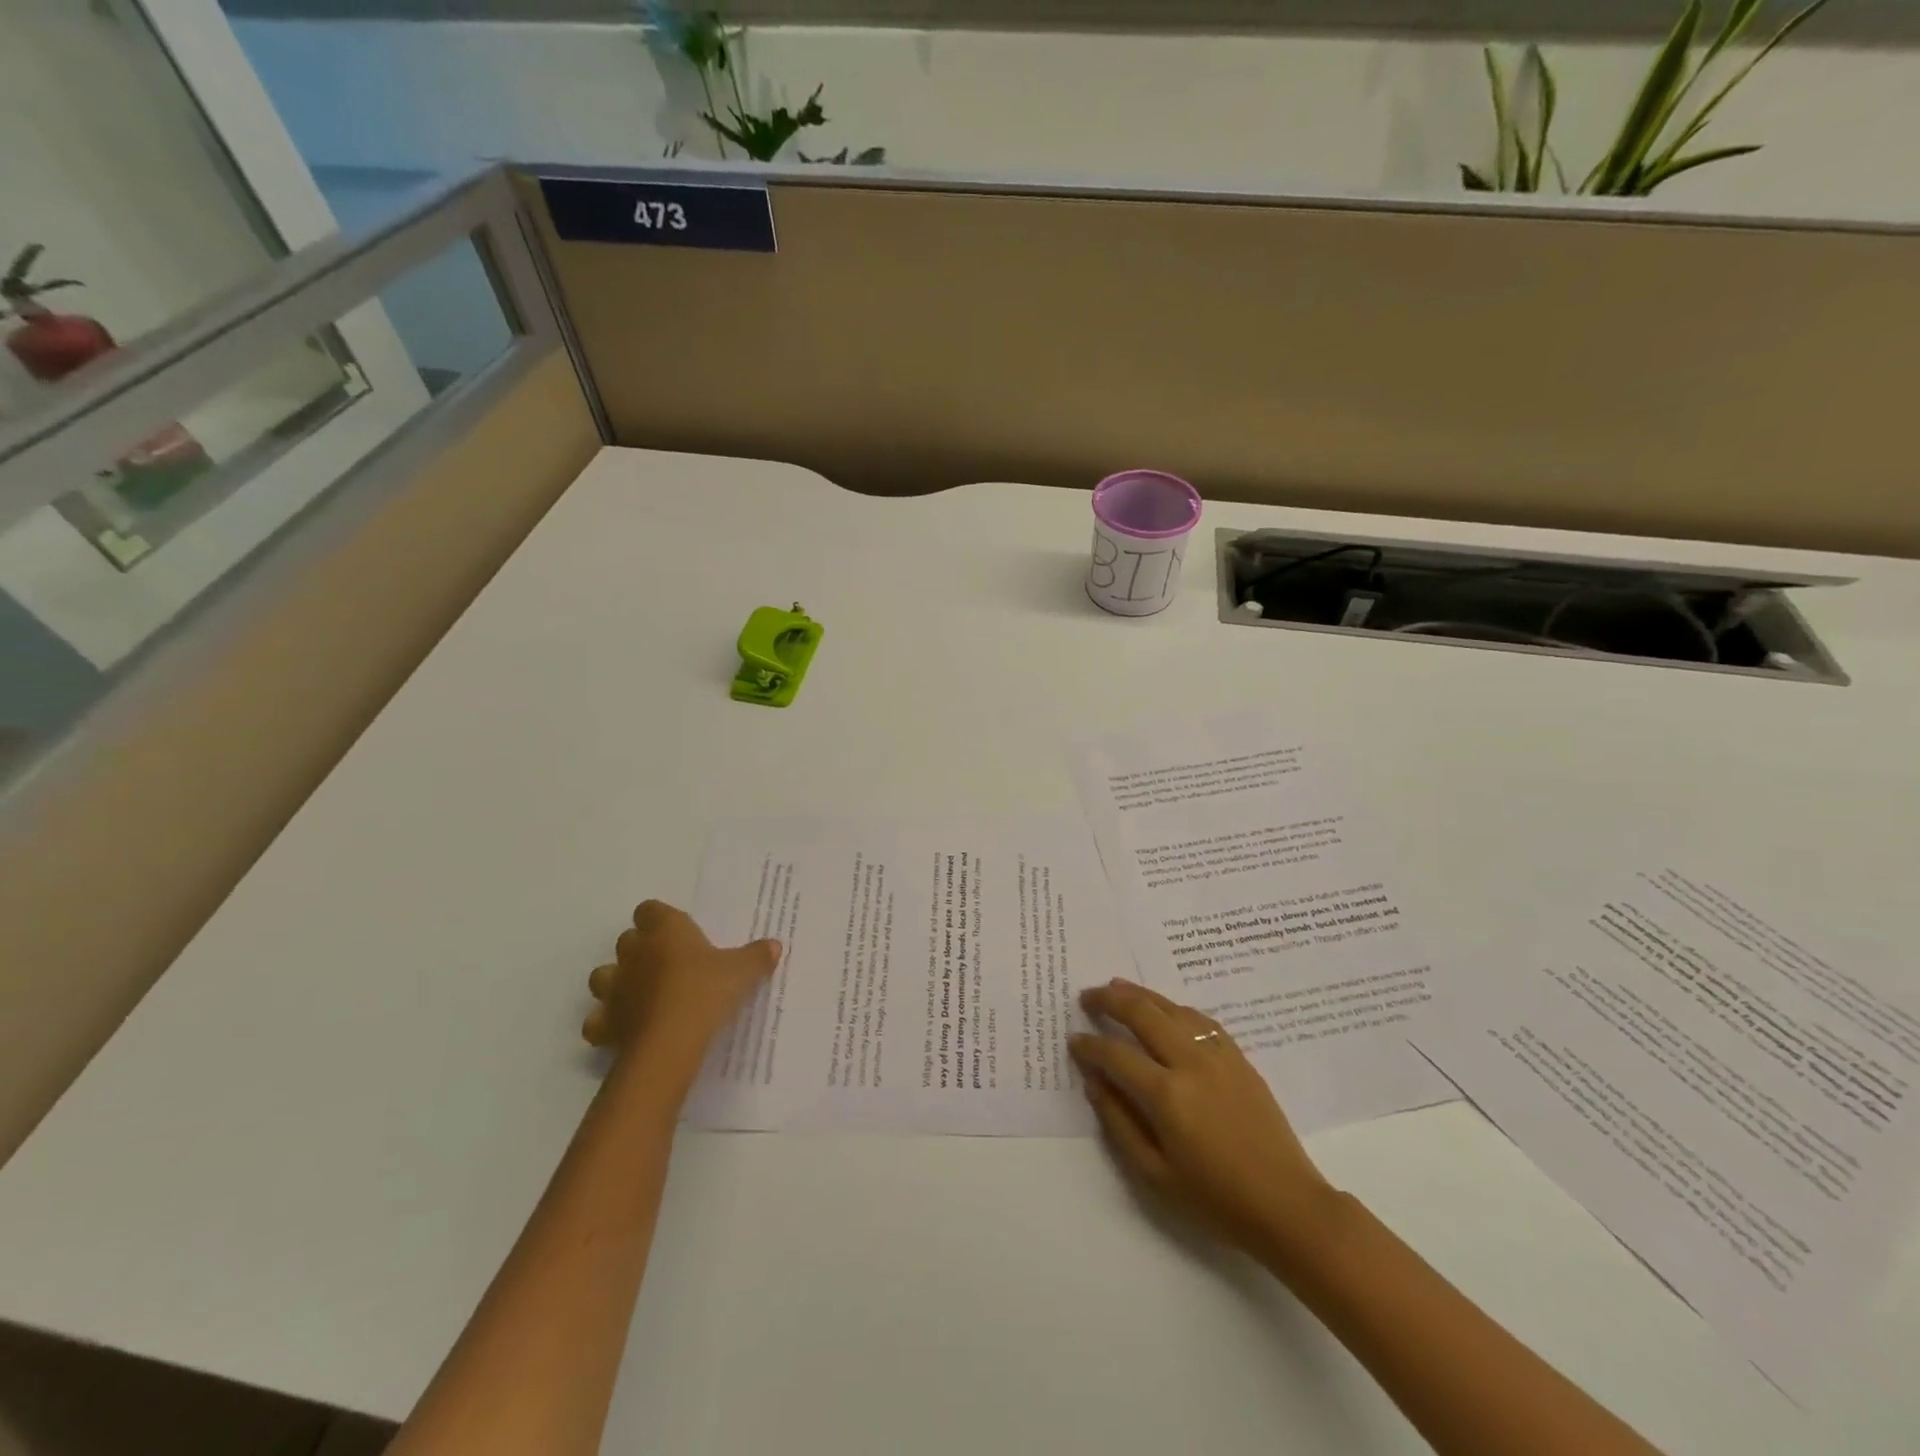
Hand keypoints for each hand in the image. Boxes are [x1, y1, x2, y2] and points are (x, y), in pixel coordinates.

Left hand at [584, 902, 780, 1072]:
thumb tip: (774, 945)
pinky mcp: (606, 1024)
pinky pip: (598, 1019)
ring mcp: (615, 989)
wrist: (670, 1042)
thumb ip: (757, 956)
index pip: (650, 909)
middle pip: (627, 940)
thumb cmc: (706, 991)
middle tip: (667, 963)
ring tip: (640, 993)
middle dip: (641, 949)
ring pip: (603, 975)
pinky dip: (608, 1022)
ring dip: (618, 981)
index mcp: (665, 931)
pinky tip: (626, 1027)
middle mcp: (634, 953)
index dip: (660, 918)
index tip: (677, 931)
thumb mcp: (743, 971)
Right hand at [1070, 979, 1337, 1262]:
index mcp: (1167, 1095)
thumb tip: (1094, 1081)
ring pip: (1172, 1008)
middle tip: (1087, 996)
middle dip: (1110, 1000)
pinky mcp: (1239, 1058)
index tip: (1073, 1039)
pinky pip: (1201, 1019)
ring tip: (1117, 987)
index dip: (1090, 1045)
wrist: (1287, 1205)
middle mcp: (1190, 1063)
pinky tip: (1165, 1008)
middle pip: (1143, 1013)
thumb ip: (1119, 1122)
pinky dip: (1175, 1007)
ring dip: (1141, 994)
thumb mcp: (1155, 1173)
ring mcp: (1218, 1055)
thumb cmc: (1216, 1199)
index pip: (1116, 1054)